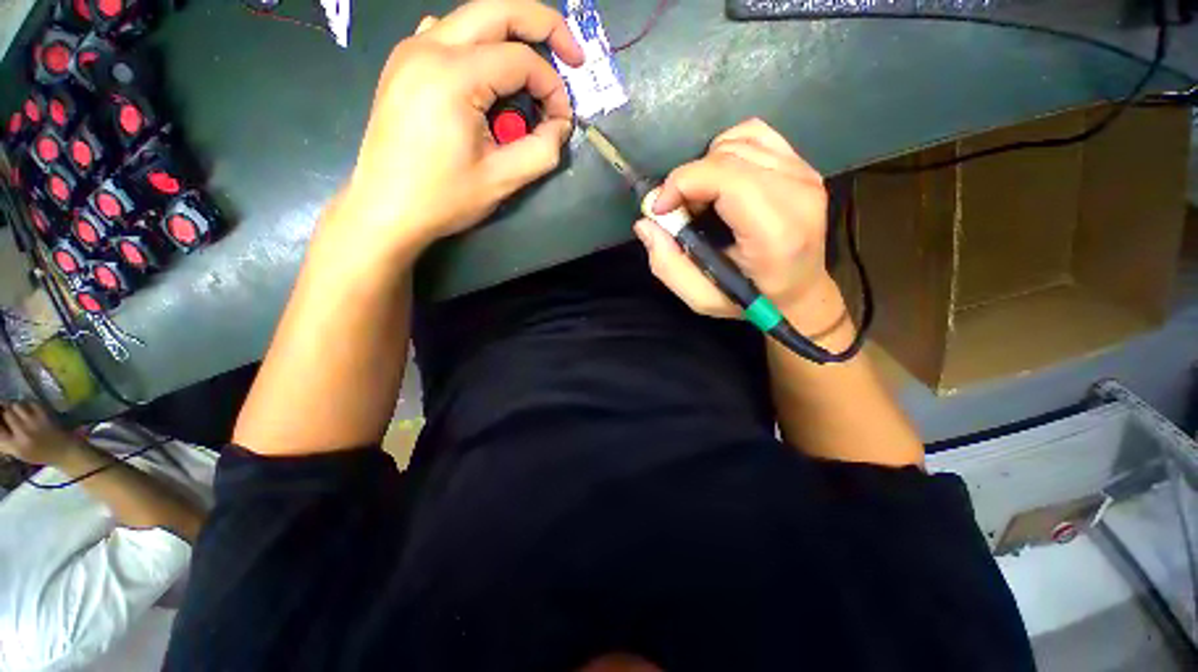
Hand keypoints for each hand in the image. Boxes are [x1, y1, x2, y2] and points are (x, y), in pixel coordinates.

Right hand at [0, 402, 78, 465]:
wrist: (64, 450)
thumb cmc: (39, 454)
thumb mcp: (19, 452)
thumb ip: (5, 441)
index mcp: (15, 445)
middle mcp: (23, 432)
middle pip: (6, 413)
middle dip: (4, 410)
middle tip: (4, 411)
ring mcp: (34, 421)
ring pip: (16, 405)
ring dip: (14, 406)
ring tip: (15, 410)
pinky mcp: (44, 414)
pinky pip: (30, 403)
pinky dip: (26, 404)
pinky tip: (28, 409)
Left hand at [337, 0, 584, 256]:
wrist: (385, 209)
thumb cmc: (443, 198)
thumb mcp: (503, 180)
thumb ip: (542, 150)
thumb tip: (560, 125)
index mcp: (453, 75)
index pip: (521, 60)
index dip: (553, 87)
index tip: (562, 121)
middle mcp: (428, 47)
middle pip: (498, 10)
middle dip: (544, 27)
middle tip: (572, 56)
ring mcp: (411, 51)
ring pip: (473, 19)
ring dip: (511, 36)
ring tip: (533, 71)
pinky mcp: (404, 64)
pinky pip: (449, 34)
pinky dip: (479, 46)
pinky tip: (488, 76)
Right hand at [633, 118, 847, 333]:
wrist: (800, 290)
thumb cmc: (750, 299)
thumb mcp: (702, 298)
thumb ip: (668, 265)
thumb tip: (646, 223)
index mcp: (775, 231)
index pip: (725, 177)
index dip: (681, 183)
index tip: (659, 209)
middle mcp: (796, 192)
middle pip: (726, 156)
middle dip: (689, 179)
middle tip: (681, 212)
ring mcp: (804, 173)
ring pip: (737, 140)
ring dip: (706, 167)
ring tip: (703, 200)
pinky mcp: (802, 164)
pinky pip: (754, 134)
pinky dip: (727, 151)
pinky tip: (722, 180)